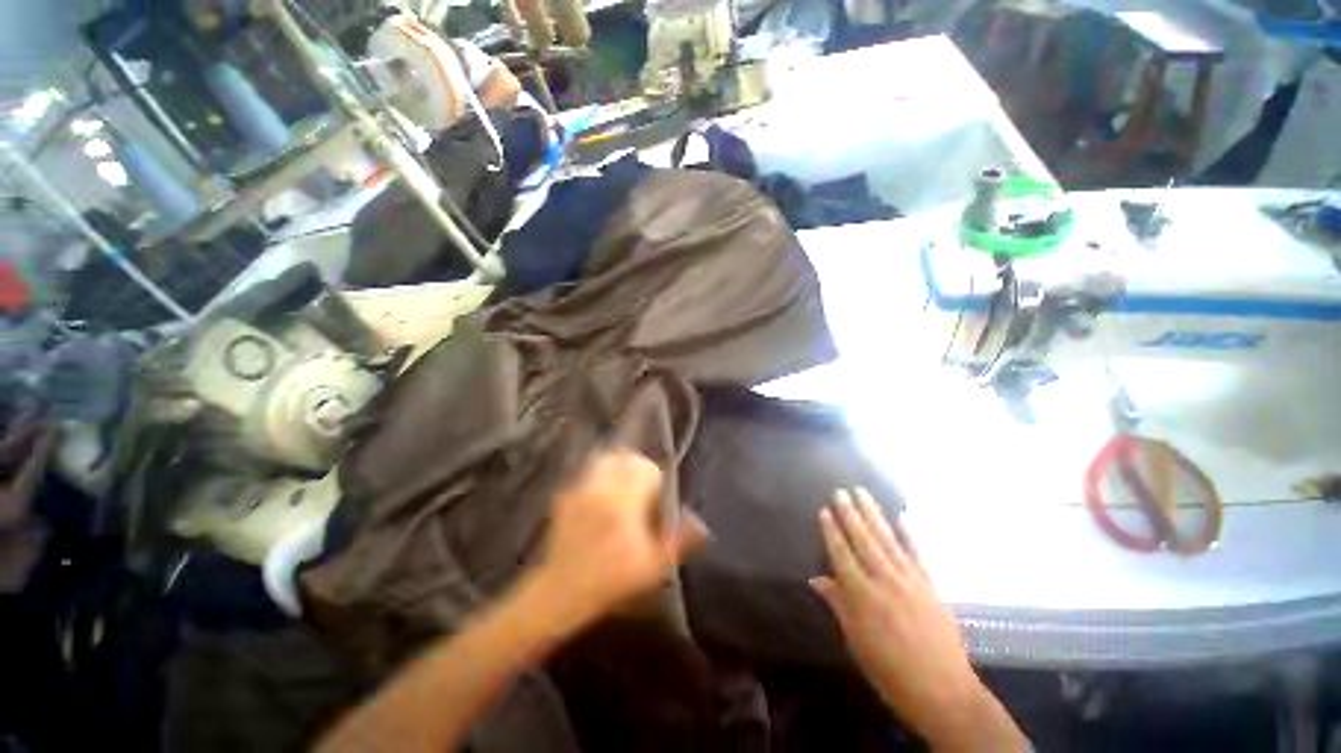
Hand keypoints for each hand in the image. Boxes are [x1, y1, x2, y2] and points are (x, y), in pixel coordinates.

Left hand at [533, 448, 707, 630]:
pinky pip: (585, 471)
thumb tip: (701, 523)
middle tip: (639, 486)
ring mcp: (581, 489)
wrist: (562, 592)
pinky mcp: (565, 495)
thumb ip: (679, 541)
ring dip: (617, 465)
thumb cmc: (612, 580)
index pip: (645, 468)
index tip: (653, 494)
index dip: (653, 477)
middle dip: (636, 466)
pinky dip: (597, 474)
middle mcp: (602, 488)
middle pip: (623, 457)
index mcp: (624, 502)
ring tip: (621, 485)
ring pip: (604, 459)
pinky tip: (600, 492)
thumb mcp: (653, 566)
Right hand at [811, 489, 1024, 750]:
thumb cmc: (890, 671)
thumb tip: (816, 579)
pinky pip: (917, 554)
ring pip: (887, 540)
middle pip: (863, 540)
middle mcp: (884, 580)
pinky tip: (902, 518)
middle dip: (850, 514)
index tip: (825, 510)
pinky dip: (910, 535)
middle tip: (841, 492)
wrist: (943, 691)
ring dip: (873, 515)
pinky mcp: (930, 585)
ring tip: (863, 494)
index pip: (841, 554)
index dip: (832, 532)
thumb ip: (838, 605)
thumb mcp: (856, 641)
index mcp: (862, 596)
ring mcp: (910, 580)